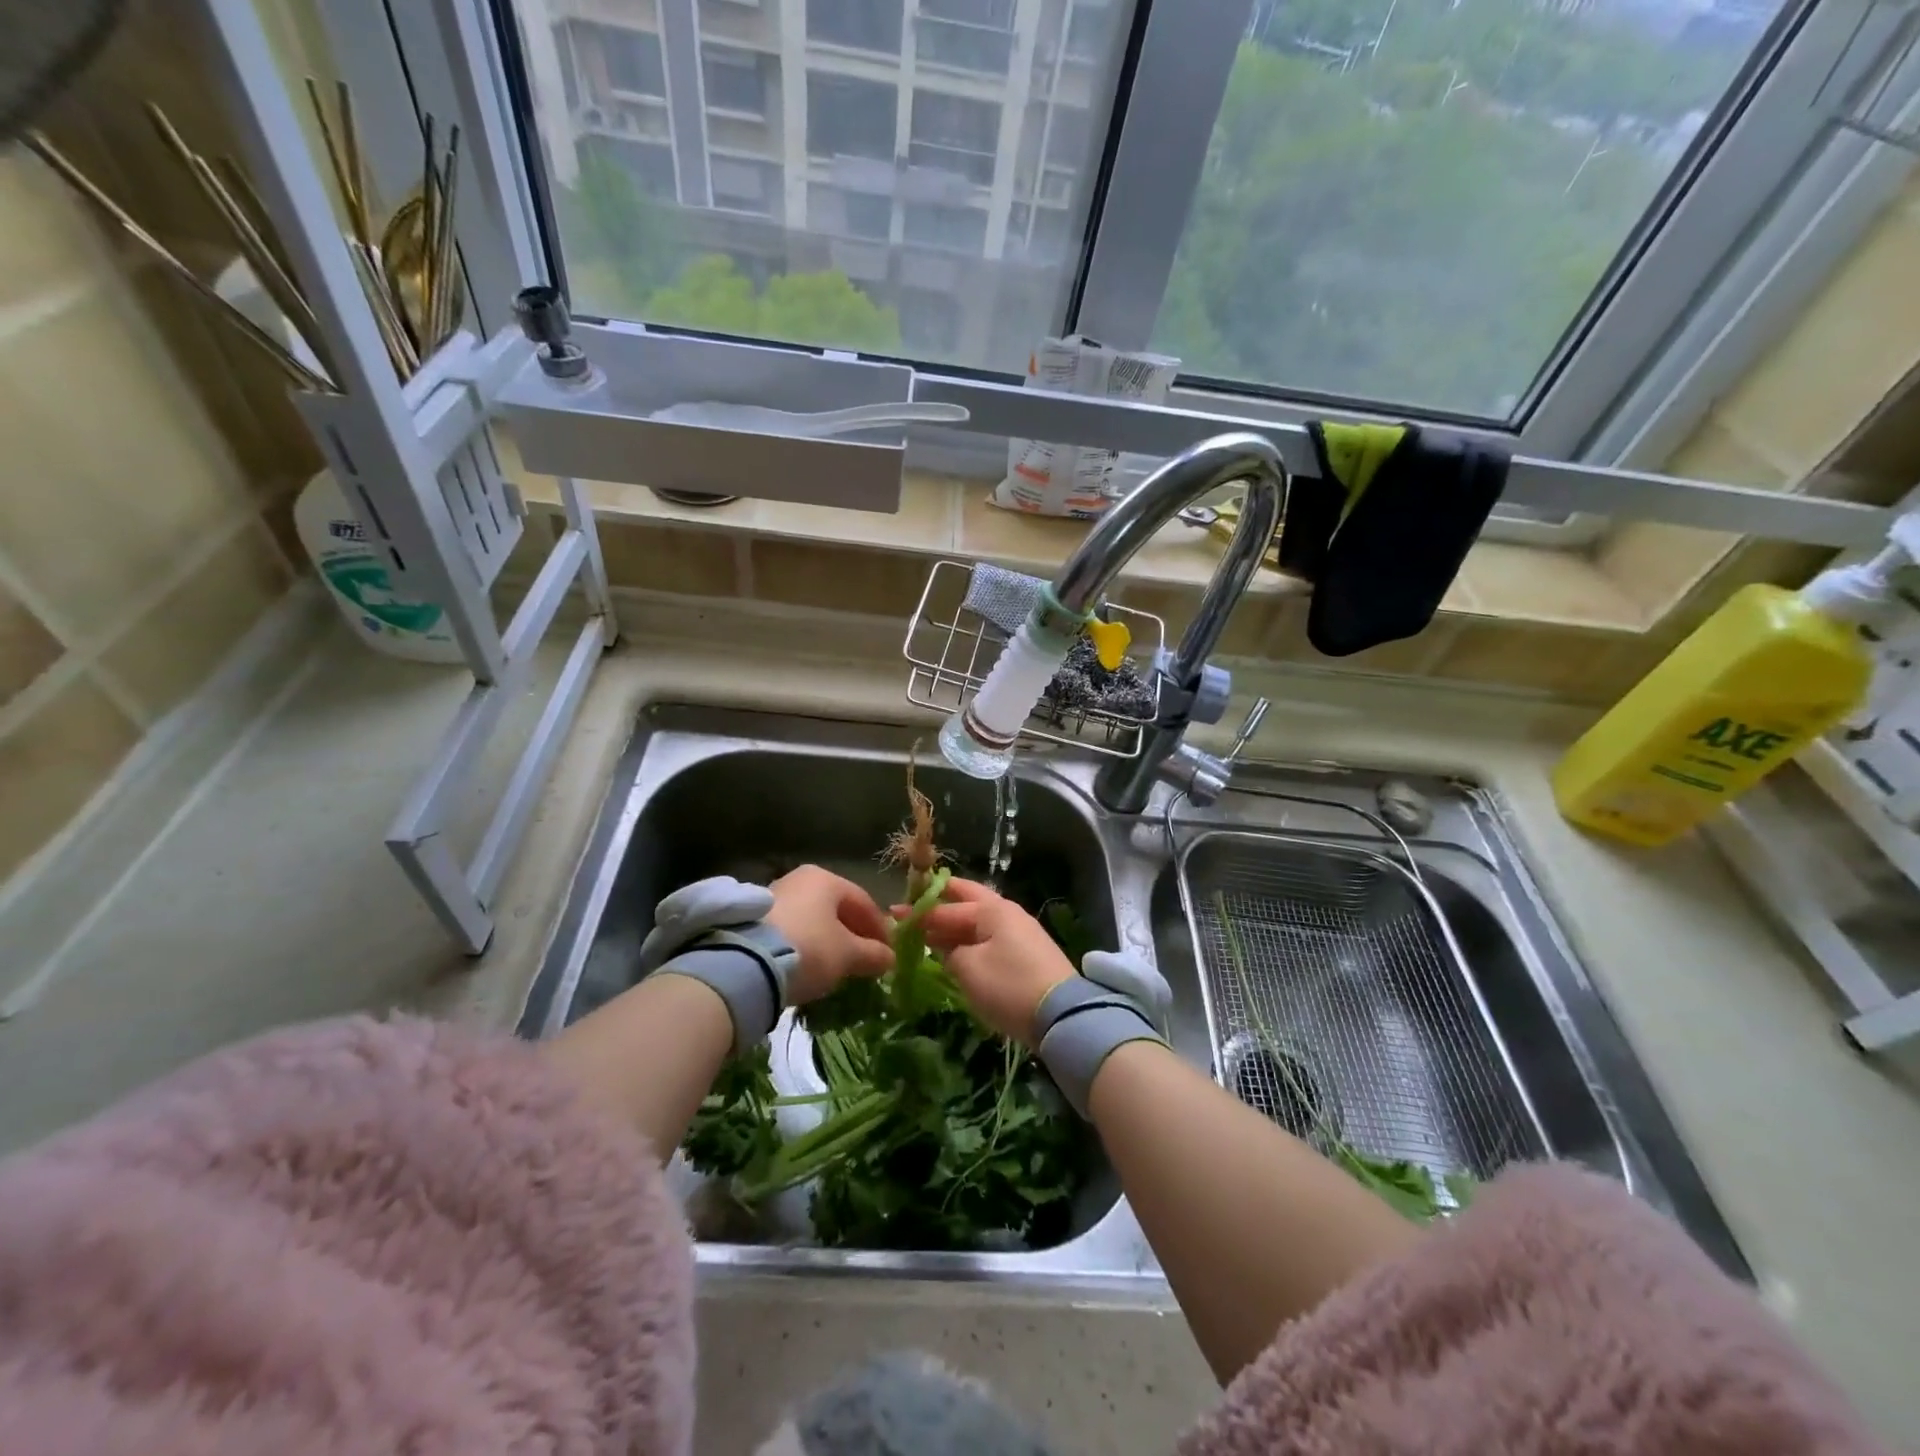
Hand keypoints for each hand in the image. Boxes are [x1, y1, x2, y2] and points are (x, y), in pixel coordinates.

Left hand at [766, 866, 894, 1005]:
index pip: (864, 902)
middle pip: (836, 909)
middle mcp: (800, 879)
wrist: (746, 965)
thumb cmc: (809, 948)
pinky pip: (792, 930)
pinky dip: (805, 945)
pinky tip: (809, 966)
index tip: (888, 953)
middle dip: (854, 934)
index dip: (880, 929)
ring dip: (828, 940)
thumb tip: (889, 958)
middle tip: (865, 960)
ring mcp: (773, 896)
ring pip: (813, 919)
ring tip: (837, 966)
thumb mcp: (848, 955)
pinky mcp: (753, 919)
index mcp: (826, 879)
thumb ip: (873, 954)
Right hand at [914, 878, 1075, 1044]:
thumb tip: (947, 948)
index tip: (893, 913)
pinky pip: (990, 939)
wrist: (1062, 1016)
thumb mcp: (969, 969)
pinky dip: (970, 941)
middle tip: (915, 910)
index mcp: (992, 910)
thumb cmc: (1009, 986)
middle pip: (968, 902)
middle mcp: (1008, 913)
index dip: (918, 912)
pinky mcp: (1028, 954)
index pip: (947, 906)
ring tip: (930, 934)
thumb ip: (949, 953)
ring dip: (955, 926)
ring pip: (980, 922)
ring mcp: (1021, 932)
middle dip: (941, 904)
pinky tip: (957, 953)